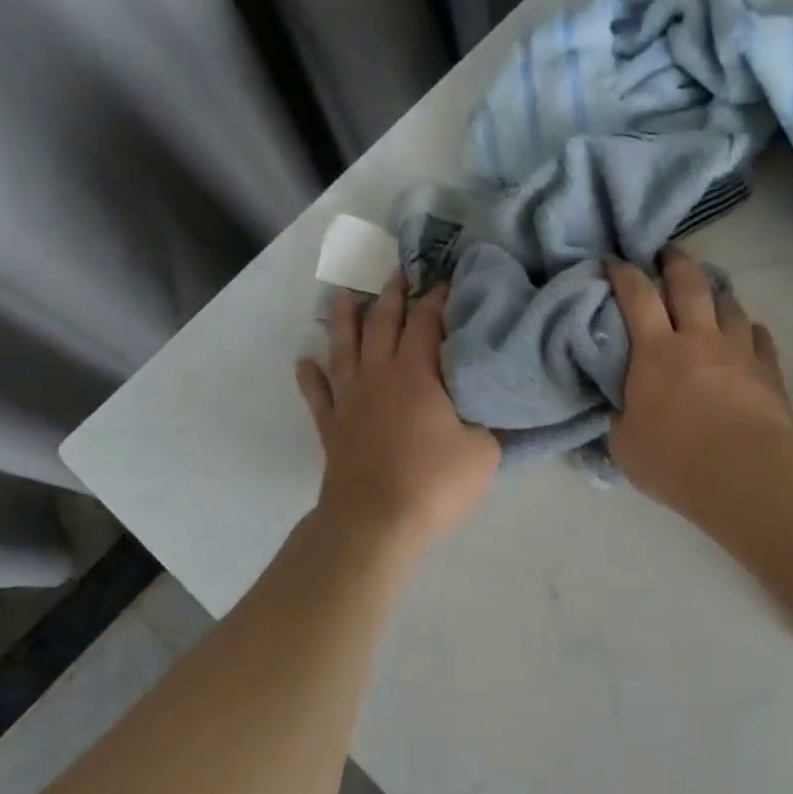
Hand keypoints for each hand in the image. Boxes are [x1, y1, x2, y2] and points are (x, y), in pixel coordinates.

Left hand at [296, 273, 500, 551]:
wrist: (375, 521)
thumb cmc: (434, 483)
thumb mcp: (483, 452)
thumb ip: (486, 422)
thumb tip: (486, 408)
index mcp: (416, 373)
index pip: (426, 322)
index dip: (437, 298)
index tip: (445, 279)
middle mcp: (378, 375)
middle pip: (381, 323)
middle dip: (391, 294)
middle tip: (396, 271)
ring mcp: (349, 399)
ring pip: (344, 347)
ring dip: (344, 319)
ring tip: (342, 295)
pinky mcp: (331, 426)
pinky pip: (318, 392)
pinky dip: (311, 374)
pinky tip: (306, 361)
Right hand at [607, 248, 792, 510]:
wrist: (745, 473)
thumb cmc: (674, 460)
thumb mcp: (625, 446)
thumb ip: (620, 418)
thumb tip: (620, 409)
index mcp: (655, 352)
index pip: (637, 296)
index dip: (624, 274)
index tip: (615, 263)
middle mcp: (698, 338)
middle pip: (689, 284)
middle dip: (675, 262)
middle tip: (667, 254)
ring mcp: (738, 351)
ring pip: (729, 304)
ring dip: (717, 291)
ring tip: (711, 291)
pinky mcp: (768, 370)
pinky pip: (760, 336)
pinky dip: (750, 329)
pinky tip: (749, 332)